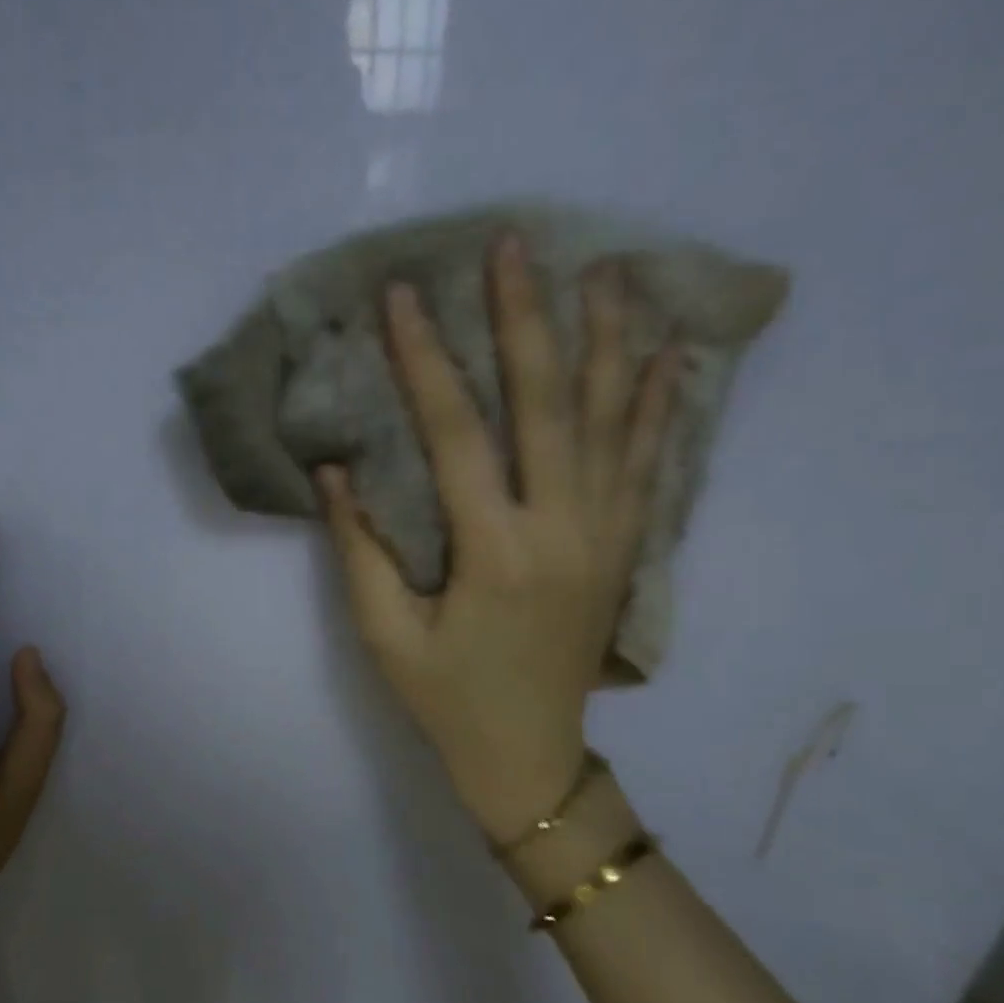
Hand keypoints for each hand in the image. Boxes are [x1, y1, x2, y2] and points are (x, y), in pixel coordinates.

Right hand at [317, 235, 679, 845]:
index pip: (457, 434)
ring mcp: (604, 536)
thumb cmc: (446, 700)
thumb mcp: (384, 636)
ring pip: (614, 420)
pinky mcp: (622, 550)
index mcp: (494, 552)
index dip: (425, 361)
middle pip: (548, 404)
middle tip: (512, 245)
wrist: (530, 757)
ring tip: (606, 270)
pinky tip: (668, 356)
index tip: (402, 297)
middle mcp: (561, 529)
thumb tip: (335, 472)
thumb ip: (359, 551)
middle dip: (526, 319)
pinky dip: (658, 406)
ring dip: (609, 340)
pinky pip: (648, 464)